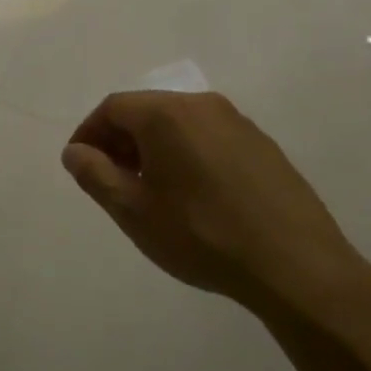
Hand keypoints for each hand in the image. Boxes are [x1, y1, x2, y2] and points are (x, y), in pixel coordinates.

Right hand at [61, 91, 370, 327]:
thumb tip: (75, 151)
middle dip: (120, 141)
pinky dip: (186, 155)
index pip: (113, 108)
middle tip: (110, 180)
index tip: (80, 165)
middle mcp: (203, 105)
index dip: (89, 133)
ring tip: (149, 191)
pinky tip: (192, 196)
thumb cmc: (201, 234)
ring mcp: (239, 123)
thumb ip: (95, 174)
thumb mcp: (133, 210)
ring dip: (153, 149)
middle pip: (147, 111)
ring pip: (179, 125)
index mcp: (167, 114)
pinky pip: (209, 139)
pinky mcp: (263, 146)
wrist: (295, 265)